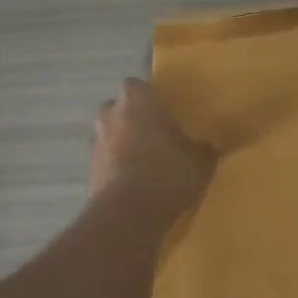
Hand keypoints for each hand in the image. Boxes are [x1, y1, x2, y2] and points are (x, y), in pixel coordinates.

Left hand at [90, 78, 215, 207]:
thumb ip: (203, 148)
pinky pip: (106, 163)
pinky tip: (135, 186)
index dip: (149, 98)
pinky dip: (116, 169)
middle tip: (155, 136)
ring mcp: (96, 142)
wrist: (129, 211)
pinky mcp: (88, 171)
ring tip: (145, 165)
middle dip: (132, 120)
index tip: (163, 112)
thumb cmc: (168, 170)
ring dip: (122, 145)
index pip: (138, 86)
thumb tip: (209, 145)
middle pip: (119, 109)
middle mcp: (111, 114)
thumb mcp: (200, 160)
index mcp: (137, 99)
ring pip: (110, 136)